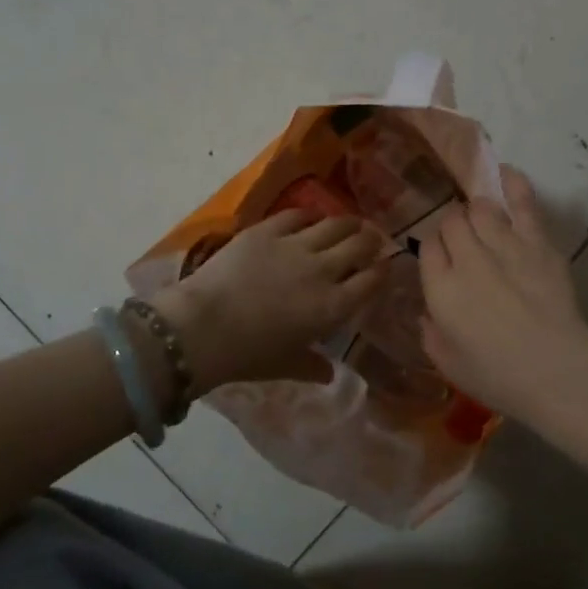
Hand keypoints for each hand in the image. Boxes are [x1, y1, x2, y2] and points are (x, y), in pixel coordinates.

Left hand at [155, 209, 385, 388]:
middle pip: (359, 246)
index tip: (384, 267)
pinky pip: (298, 214)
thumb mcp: (286, 365)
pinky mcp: (267, 230)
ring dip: (348, 223)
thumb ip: (312, 366)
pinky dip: (310, 215)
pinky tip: (312, 217)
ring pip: (334, 224)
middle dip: (370, 241)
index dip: (382, 271)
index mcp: (333, 307)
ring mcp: (295, 245)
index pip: (371, 281)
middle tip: (371, 240)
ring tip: (351, 224)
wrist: (204, 326)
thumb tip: (330, 374)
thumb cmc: (248, 355)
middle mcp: (323, 270)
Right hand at [418, 167, 587, 423]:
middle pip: (451, 222)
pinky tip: (504, 172)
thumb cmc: (499, 377)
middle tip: (463, 243)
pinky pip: (522, 203)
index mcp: (440, 289)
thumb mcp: (448, 364)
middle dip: (453, 228)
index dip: (434, 249)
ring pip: (480, 209)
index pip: (427, 247)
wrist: (557, 371)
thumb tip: (428, 313)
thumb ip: (431, 334)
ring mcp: (503, 245)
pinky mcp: (537, 243)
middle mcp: (467, 258)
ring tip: (483, 221)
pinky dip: (513, 184)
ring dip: (477, 212)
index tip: (442, 260)